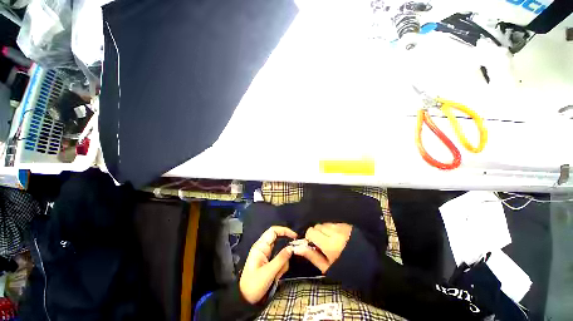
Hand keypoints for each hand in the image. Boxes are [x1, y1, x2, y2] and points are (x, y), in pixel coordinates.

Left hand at [239, 226, 296, 303]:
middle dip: (284, 249)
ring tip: (277, 275)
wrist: (245, 300)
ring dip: (282, 262)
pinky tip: (276, 276)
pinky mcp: (268, 261)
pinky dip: (281, 266)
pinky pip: (279, 259)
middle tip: (292, 254)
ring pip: (280, 251)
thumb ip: (281, 259)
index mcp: (260, 246)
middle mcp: (263, 247)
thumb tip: (292, 248)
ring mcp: (266, 254)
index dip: (284, 230)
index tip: (294, 236)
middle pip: (278, 240)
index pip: (273, 231)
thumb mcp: (269, 272)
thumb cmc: (254, 285)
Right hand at [293, 223, 351, 272]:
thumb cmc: (346, 270)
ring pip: (325, 223)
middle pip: (318, 225)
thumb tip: (297, 248)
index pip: (311, 231)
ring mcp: (342, 227)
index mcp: (329, 244)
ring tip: (330, 240)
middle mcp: (335, 232)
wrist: (371, 266)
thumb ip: (312, 256)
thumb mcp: (327, 268)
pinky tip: (338, 238)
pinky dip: (332, 229)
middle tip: (322, 244)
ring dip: (324, 230)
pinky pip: (334, 223)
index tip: (313, 244)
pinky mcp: (348, 225)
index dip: (309, 237)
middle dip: (317, 233)